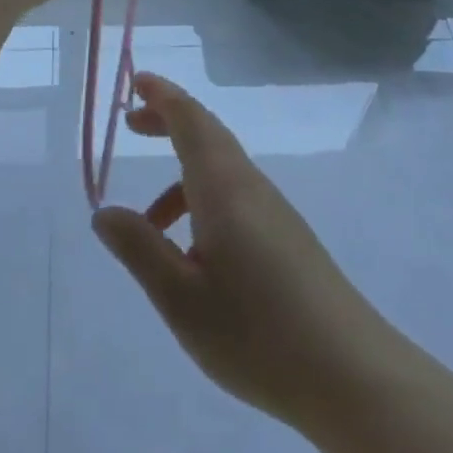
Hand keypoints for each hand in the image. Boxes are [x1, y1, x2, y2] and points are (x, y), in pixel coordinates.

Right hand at [92, 74, 400, 432]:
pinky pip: (234, 197)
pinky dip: (202, 202)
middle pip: (206, 134)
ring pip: (220, 170)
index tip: (135, 80)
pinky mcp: (286, 237)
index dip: (162, 95)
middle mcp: (250, 185)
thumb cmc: (256, 331)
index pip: (190, 119)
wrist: (348, 372)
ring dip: (181, 174)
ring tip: (148, 223)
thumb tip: (104, 213)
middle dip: (168, 121)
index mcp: (223, 185)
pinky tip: (193, 257)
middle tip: (131, 124)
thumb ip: (139, 249)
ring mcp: (273, 210)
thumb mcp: (180, 298)